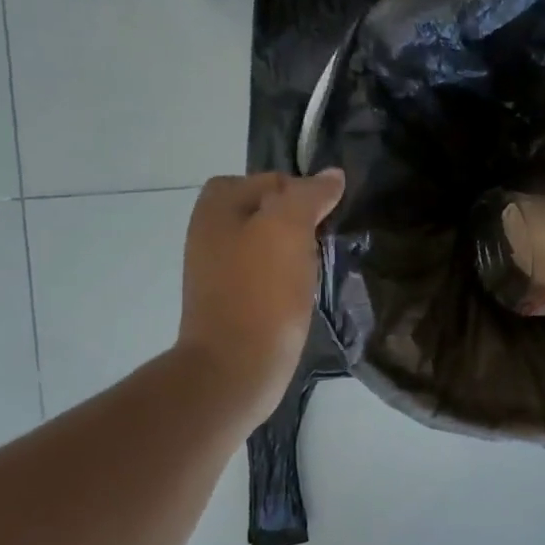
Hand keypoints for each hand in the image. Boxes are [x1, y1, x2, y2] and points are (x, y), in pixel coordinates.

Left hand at [178, 169, 344, 428]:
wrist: (236, 368)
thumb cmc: (261, 293)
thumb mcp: (288, 228)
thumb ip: (309, 194)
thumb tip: (332, 175)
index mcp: (217, 207)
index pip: (272, 180)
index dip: (303, 194)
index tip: (324, 222)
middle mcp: (212, 232)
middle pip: (270, 212)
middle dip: (301, 224)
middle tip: (323, 245)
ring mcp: (219, 270)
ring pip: (271, 245)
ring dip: (297, 254)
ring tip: (316, 271)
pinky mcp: (233, 301)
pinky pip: (267, 276)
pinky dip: (287, 282)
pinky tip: (301, 296)